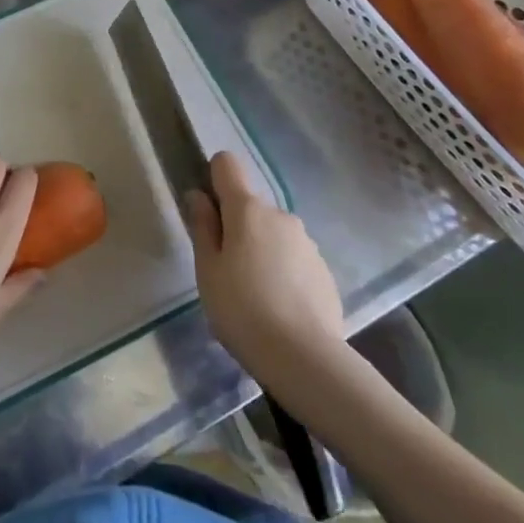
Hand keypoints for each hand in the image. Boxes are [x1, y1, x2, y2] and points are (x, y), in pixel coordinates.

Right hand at [187, 151, 344, 380]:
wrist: (305, 358)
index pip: (227, 164)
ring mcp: (306, 242)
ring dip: (261, 250)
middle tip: (226, 270)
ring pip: (273, 233)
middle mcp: (280, 215)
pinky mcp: (324, 270)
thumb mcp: (207, 269)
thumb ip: (203, 227)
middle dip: (237, 227)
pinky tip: (279, 308)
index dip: (213, 178)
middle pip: (250, 206)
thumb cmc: (242, 309)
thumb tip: (199, 196)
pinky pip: (293, 258)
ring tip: (254, 295)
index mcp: (247, 209)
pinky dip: (283, 272)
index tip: (207, 212)